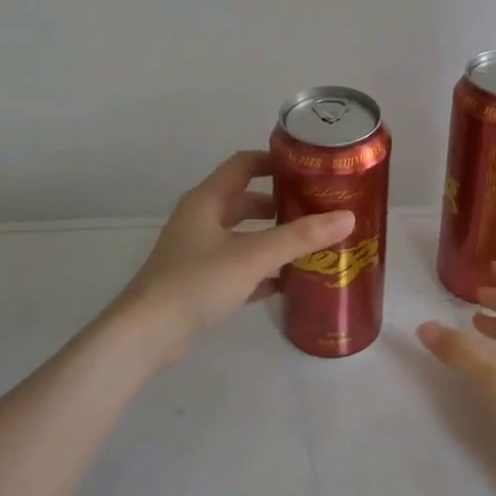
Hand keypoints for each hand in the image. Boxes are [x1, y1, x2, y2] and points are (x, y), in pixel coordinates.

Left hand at [115, 151, 354, 362]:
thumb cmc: (197, 282)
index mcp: (207, 200)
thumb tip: (348, 217)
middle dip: (280, 202)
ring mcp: (198, 252)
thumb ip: (300, 236)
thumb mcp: (254, 255)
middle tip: (317, 208)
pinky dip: (262, 269)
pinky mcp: (200, 282)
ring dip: (273, 236)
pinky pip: (238, 266)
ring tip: (311, 243)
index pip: (243, 164)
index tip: (309, 167)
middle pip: (245, 200)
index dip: (274, 161)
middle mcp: (201, 219)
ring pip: (243, 234)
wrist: (147, 334)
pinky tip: (289, 281)